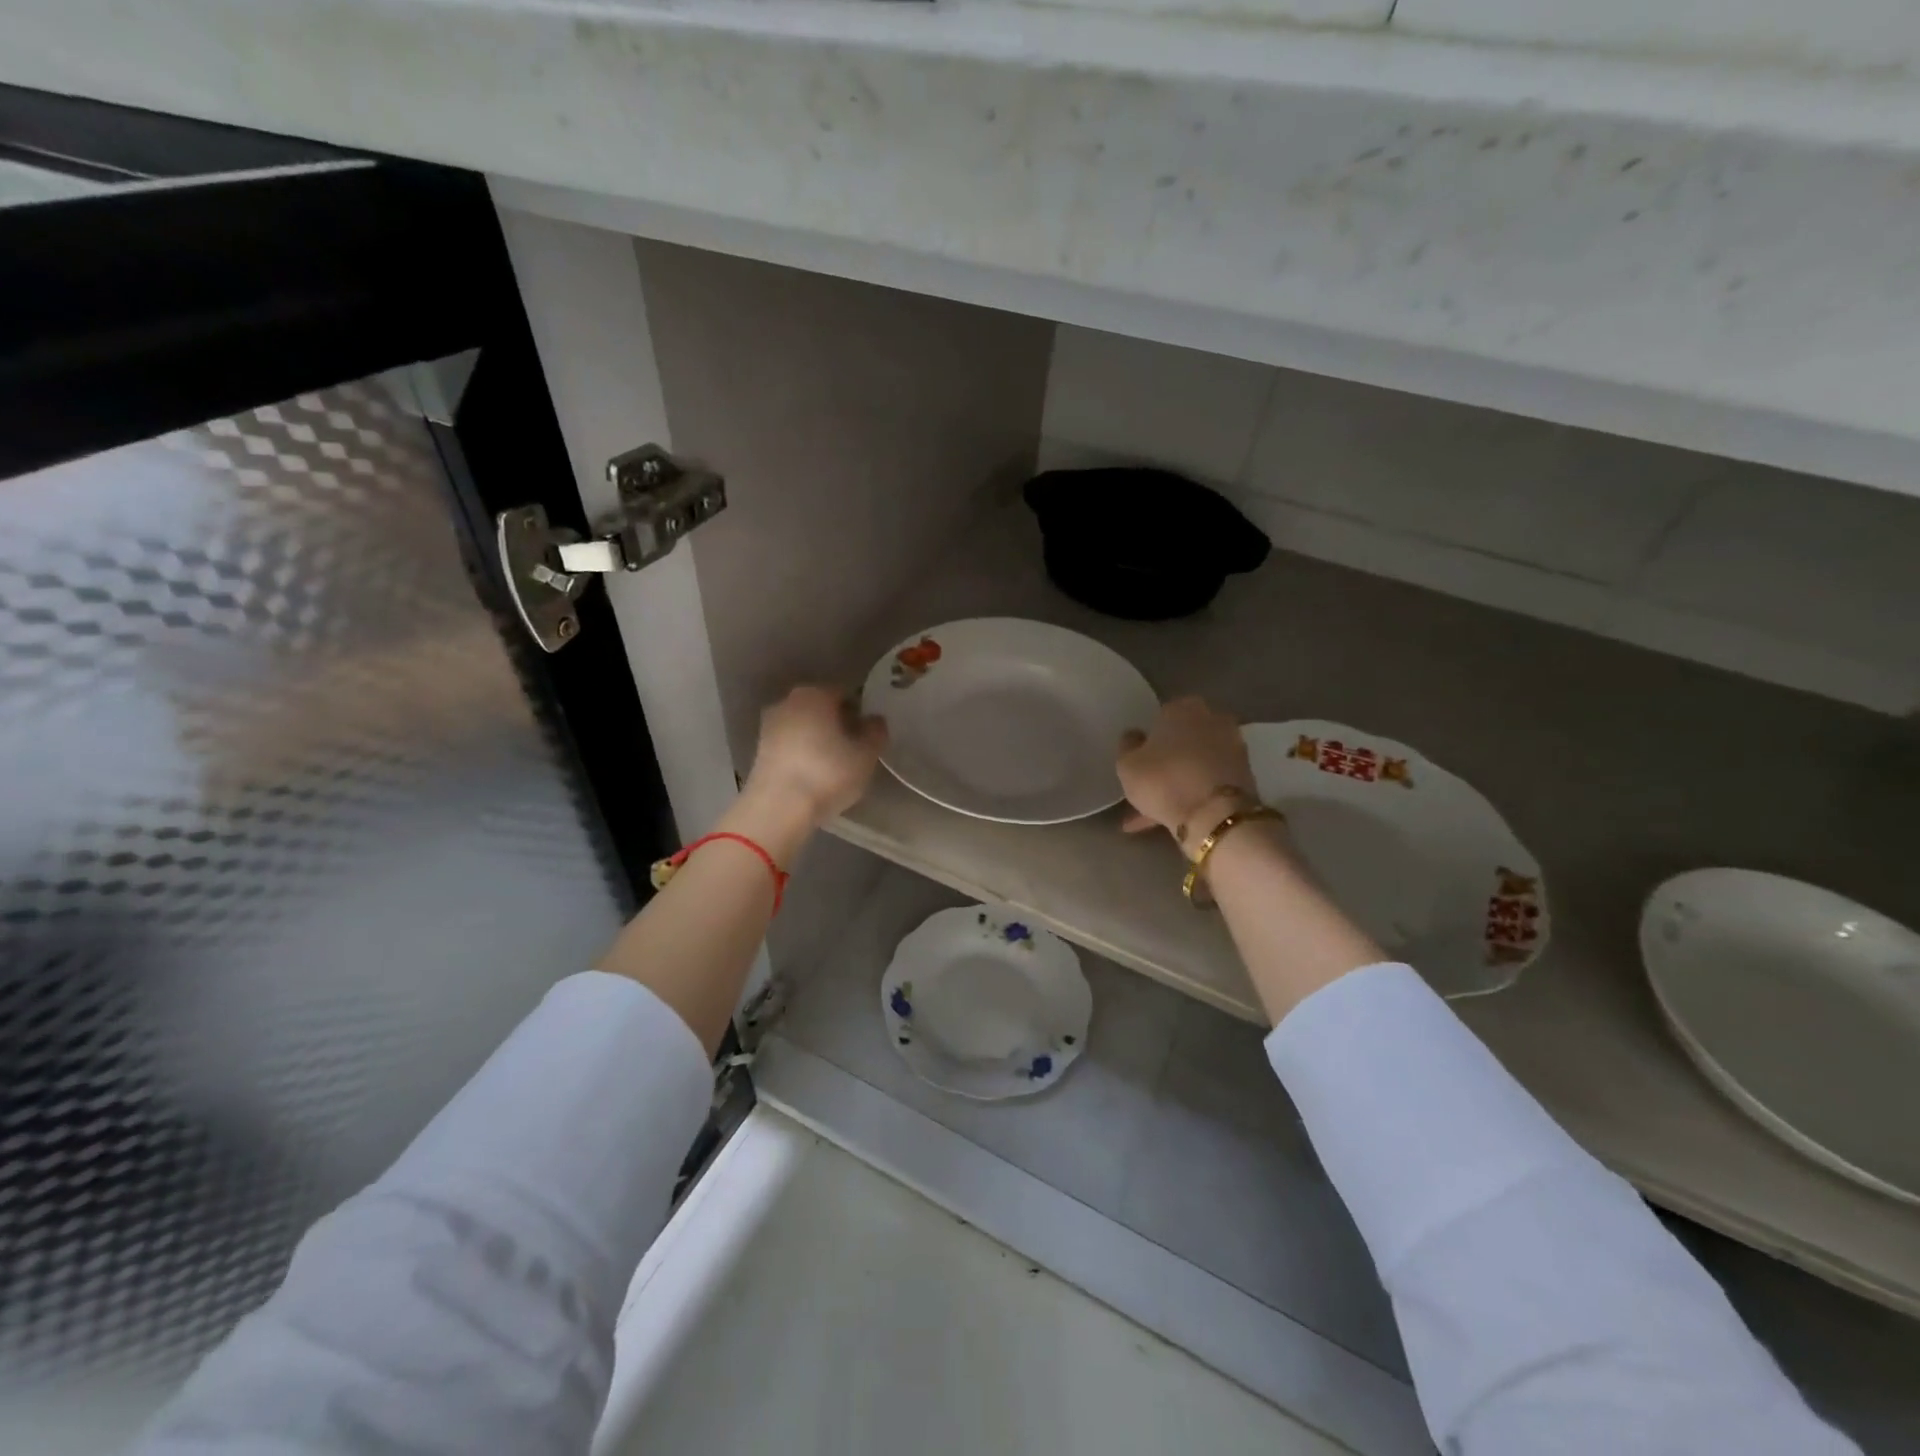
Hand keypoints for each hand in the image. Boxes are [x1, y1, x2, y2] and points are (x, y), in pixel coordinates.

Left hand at [742, 685, 887, 829]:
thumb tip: (874, 721)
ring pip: (803, 728)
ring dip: (818, 740)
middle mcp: (788, 702)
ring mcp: (769, 726)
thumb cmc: (827, 773)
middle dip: (837, 725)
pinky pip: (789, 746)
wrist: (778, 808)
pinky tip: (813, 775)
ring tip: (834, 766)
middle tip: (854, 750)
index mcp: (815, 694)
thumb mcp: (866, 755)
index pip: (845, 695)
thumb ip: (876, 732)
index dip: (860, 714)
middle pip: (821, 709)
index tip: (868, 736)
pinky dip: (802, 754)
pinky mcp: (759, 751)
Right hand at [1116, 696, 1257, 856]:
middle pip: (1182, 740)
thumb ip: (1128, 745)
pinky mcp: (1245, 773)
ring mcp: (1233, 745)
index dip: (1148, 742)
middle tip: (1148, 787)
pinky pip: (1209, 780)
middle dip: (1166, 762)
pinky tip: (1175, 815)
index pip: (1160, 717)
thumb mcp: (1127, 764)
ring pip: (1195, 763)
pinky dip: (1195, 793)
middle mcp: (1212, 718)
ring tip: (1156, 811)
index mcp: (1182, 707)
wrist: (1215, 816)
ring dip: (1179, 781)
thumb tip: (1135, 736)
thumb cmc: (1164, 780)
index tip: (1140, 762)